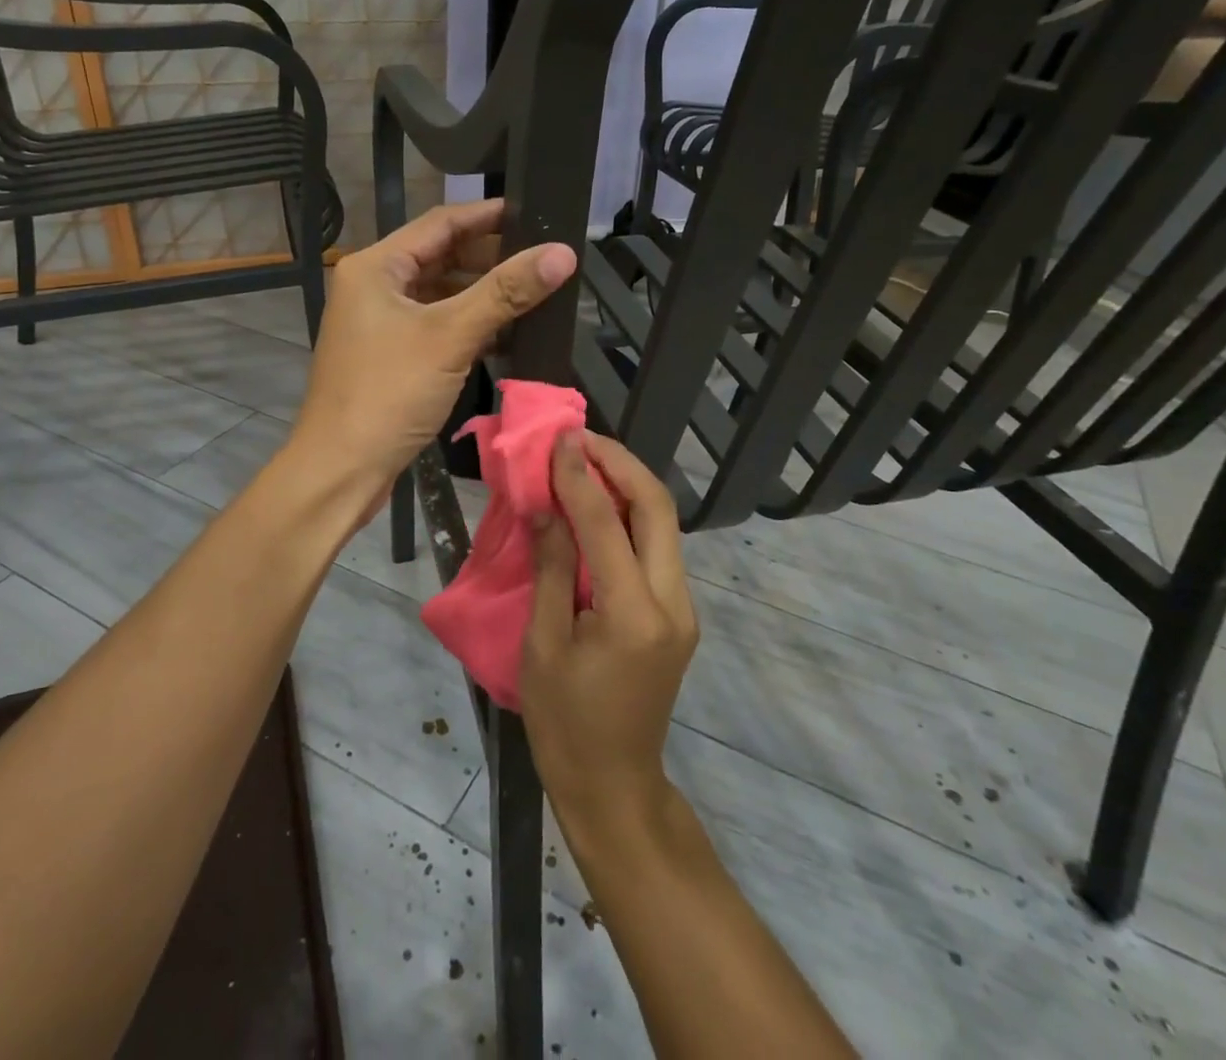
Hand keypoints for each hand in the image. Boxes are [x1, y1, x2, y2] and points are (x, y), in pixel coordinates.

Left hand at [289, 200, 574, 495]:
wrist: (342, 470)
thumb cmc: (389, 393)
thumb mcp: (450, 337)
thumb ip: (506, 292)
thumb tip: (564, 253)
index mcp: (376, 267)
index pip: (441, 223)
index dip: (489, 216)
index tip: (535, 213)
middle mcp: (374, 286)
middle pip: (441, 257)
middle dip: (491, 258)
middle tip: (543, 259)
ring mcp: (380, 323)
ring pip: (441, 294)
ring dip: (483, 295)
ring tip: (534, 293)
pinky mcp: (391, 355)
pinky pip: (436, 326)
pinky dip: (469, 326)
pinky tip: (507, 334)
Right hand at [521, 431, 698, 836]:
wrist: (615, 786)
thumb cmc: (565, 723)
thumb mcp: (542, 645)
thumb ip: (551, 569)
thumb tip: (547, 506)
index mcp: (633, 615)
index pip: (605, 524)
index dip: (579, 476)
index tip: (559, 439)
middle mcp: (672, 602)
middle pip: (657, 509)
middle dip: (621, 463)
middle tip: (580, 439)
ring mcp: (683, 607)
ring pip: (663, 523)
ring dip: (627, 483)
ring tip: (586, 459)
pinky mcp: (678, 613)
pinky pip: (657, 546)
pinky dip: (629, 514)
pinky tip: (598, 504)